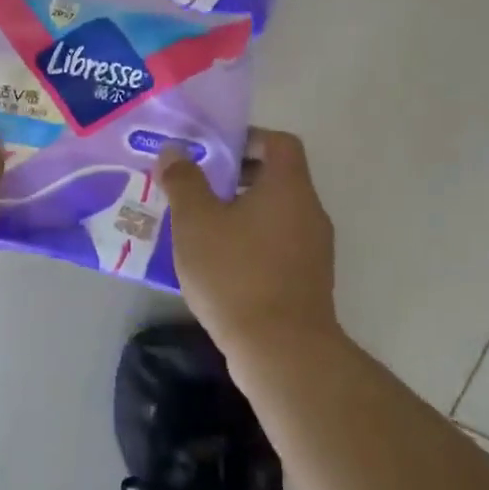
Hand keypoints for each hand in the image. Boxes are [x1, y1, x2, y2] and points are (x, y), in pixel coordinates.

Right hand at [156, 128, 341, 353]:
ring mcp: (313, 249)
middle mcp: (309, 212)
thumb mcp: (196, 221)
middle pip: (277, 177)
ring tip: (200, 226)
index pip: (279, 142)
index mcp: (288, 187)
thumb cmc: (236, 273)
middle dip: (236, 177)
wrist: (281, 351)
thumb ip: (184, 181)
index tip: (213, 152)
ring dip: (240, 212)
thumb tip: (175, 151)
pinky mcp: (308, 281)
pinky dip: (250, 242)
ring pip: (275, 214)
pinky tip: (218, 263)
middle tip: (197, 187)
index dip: (247, 138)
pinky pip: (277, 245)